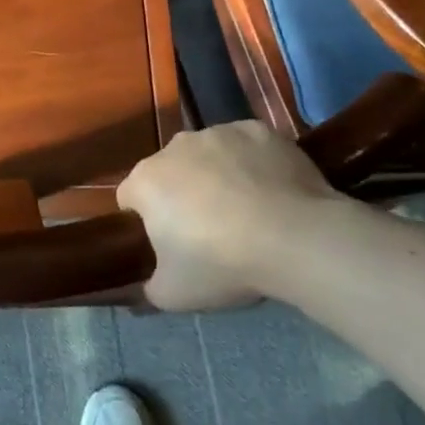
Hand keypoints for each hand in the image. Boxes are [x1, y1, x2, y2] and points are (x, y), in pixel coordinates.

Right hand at [117, 122, 346, 311]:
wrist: (294, 237)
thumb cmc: (223, 263)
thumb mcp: (174, 294)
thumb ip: (149, 289)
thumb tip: (143, 289)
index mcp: (146, 181)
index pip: (129, 197)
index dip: (144, 220)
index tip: (168, 243)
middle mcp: (175, 146)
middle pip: (169, 170)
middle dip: (181, 193)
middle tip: (209, 230)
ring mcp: (219, 132)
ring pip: (207, 154)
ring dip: (216, 175)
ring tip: (247, 210)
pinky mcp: (258, 130)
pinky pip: (246, 145)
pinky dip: (251, 162)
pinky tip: (271, 190)